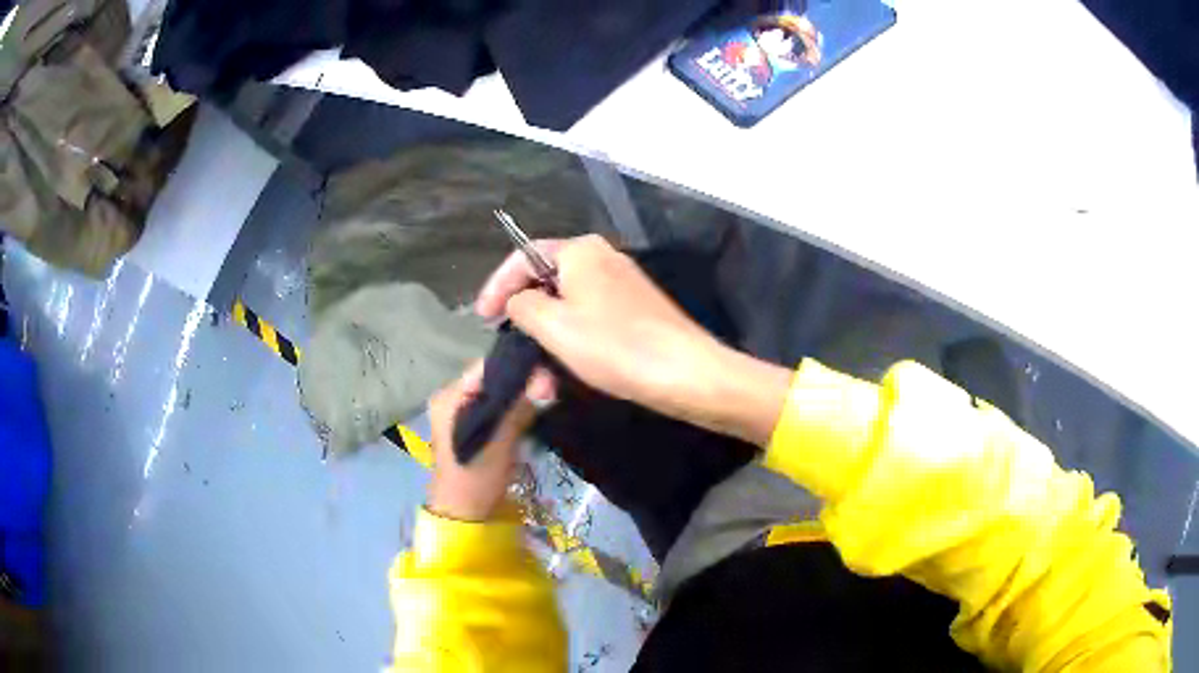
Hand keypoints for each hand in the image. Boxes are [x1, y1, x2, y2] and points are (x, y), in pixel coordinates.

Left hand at [426, 363, 550, 520]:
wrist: (463, 513)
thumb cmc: (476, 476)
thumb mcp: (500, 440)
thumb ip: (520, 407)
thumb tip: (548, 377)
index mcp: (449, 396)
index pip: (486, 367)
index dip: (516, 367)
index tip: (545, 371)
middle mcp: (451, 398)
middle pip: (491, 379)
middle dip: (520, 382)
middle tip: (550, 387)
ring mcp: (459, 413)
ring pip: (495, 394)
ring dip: (517, 397)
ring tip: (545, 398)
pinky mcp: (470, 427)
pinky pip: (493, 408)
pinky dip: (511, 409)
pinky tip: (530, 413)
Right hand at [476, 235, 791, 445]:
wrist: (686, 373)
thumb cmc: (615, 346)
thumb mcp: (554, 326)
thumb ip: (522, 306)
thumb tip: (518, 301)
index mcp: (580, 251)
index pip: (523, 256)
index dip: (497, 285)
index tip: (481, 318)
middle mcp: (601, 259)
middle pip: (546, 284)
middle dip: (525, 326)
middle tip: (512, 357)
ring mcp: (620, 286)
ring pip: (567, 311)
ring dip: (547, 345)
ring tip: (541, 385)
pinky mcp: (634, 311)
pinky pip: (589, 322)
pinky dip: (572, 346)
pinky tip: (565, 376)